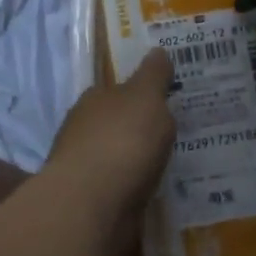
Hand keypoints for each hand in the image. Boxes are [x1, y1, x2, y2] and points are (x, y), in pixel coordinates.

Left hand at [44, 49, 176, 252]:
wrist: (93, 205)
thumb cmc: (122, 140)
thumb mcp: (146, 97)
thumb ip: (153, 75)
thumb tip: (157, 51)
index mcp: (94, 99)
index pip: (117, 89)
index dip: (140, 93)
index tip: (165, 100)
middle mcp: (83, 129)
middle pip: (115, 123)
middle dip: (137, 127)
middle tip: (172, 132)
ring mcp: (84, 168)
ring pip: (117, 157)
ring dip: (136, 160)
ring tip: (169, 164)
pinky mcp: (91, 202)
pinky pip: (120, 188)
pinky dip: (134, 187)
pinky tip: (153, 190)